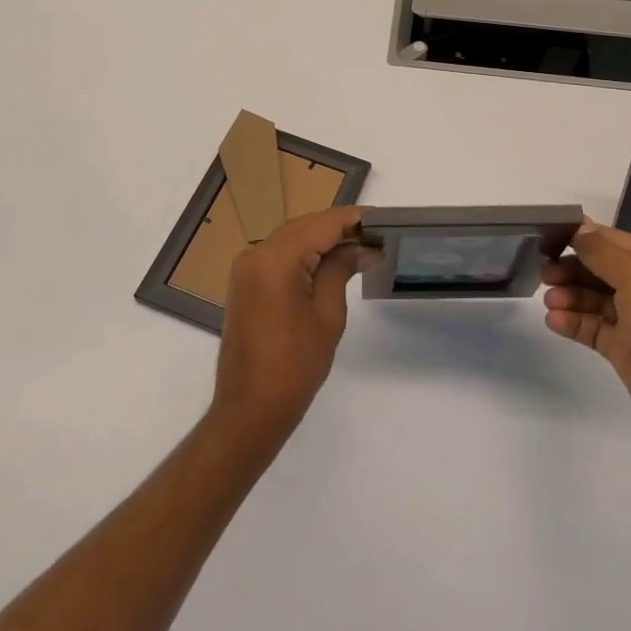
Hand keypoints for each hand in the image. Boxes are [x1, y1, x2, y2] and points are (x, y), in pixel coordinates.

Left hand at [212, 207, 373, 441]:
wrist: (249, 410)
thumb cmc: (294, 366)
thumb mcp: (327, 314)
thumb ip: (341, 269)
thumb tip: (363, 247)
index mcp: (275, 258)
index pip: (322, 224)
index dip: (354, 219)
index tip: (384, 220)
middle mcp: (256, 254)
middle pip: (305, 226)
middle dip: (340, 228)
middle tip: (377, 236)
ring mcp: (247, 268)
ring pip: (292, 238)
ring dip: (323, 239)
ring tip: (361, 248)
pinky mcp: (246, 283)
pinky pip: (280, 255)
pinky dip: (305, 253)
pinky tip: (331, 262)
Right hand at [542, 220, 630, 453]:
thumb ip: (602, 251)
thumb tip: (579, 228)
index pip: (613, 241)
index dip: (582, 236)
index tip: (549, 235)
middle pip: (601, 270)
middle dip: (572, 268)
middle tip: (543, 273)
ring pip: (594, 300)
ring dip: (569, 296)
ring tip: (548, 301)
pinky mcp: (625, 352)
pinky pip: (593, 329)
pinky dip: (573, 322)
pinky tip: (553, 320)